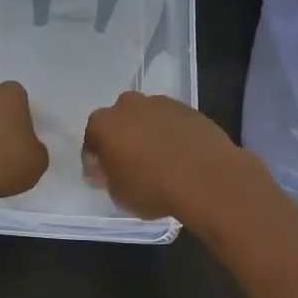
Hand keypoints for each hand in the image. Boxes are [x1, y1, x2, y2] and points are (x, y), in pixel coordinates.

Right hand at [81, 91, 248, 222]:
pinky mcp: (187, 108)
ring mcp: (159, 103)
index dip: (97, 160)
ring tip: (162, 161)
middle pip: (119, 122)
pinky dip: (172, 134)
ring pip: (146, 118)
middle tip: (133, 165)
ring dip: (148, 134)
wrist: (206, 178)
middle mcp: (128, 105)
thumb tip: (106, 167)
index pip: (91, 141)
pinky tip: (181, 155)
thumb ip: (107, 176)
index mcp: (103, 124)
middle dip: (123, 139)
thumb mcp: (118, 194)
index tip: (106, 176)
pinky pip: (171, 121)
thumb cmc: (153, 188)